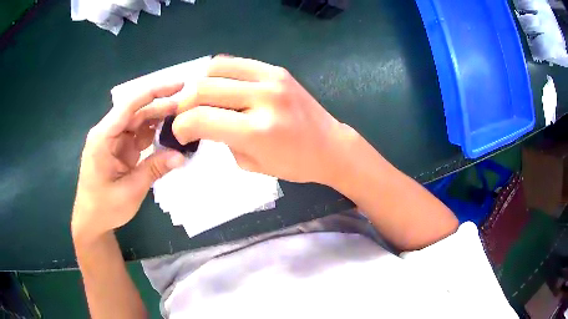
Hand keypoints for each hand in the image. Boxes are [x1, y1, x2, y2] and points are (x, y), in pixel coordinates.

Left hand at [72, 82, 186, 243]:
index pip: (130, 105)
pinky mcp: (120, 150)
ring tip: (183, 120)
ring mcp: (114, 141)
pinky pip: (138, 136)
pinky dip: (153, 135)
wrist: (91, 221)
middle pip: (137, 112)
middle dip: (161, 107)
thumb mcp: (130, 190)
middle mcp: (108, 133)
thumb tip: (182, 156)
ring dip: (159, 121)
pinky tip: (169, 136)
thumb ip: (154, 169)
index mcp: (103, 137)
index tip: (179, 85)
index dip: (154, 92)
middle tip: (188, 107)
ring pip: (139, 122)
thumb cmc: (104, 207)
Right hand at [172, 56, 356, 184]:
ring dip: (200, 84)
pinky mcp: (277, 69)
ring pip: (215, 68)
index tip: (181, 134)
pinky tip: (220, 86)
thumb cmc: (294, 164)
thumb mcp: (251, 164)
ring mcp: (272, 78)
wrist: (330, 145)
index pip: (201, 119)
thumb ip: (222, 140)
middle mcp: (263, 98)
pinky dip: (219, 73)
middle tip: (185, 116)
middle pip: (203, 88)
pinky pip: (235, 62)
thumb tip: (201, 122)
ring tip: (202, 100)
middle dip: (184, 104)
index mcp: (258, 131)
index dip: (181, 127)